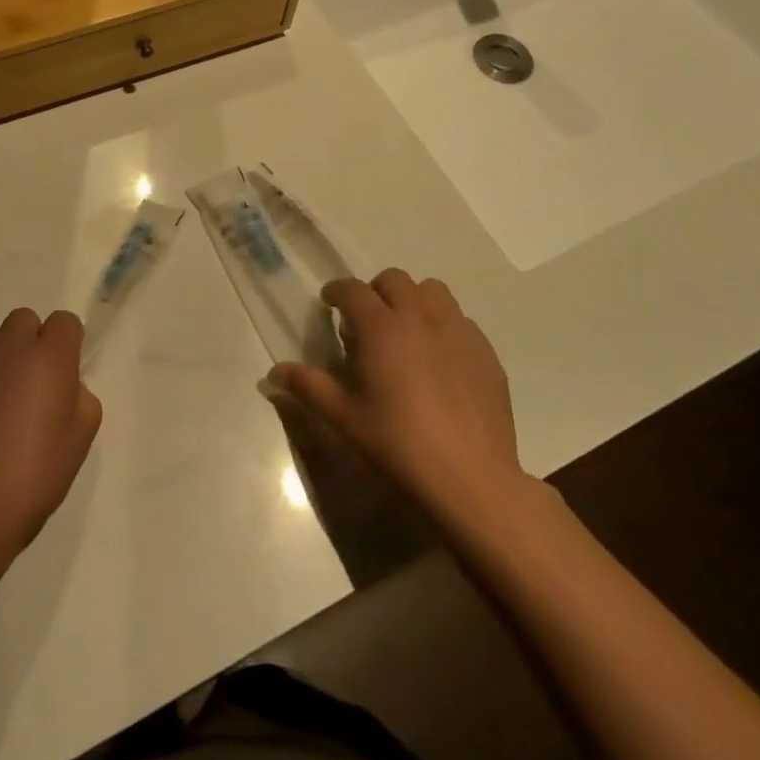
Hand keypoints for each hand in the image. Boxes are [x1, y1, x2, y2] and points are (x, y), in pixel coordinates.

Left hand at [0, 308, 101, 561]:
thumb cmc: (32, 477)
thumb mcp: (79, 442)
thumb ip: (79, 399)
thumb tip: (65, 387)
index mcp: (48, 356)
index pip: (64, 322)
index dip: (68, 344)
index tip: (65, 376)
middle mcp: (8, 347)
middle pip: (25, 321)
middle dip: (32, 344)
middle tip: (32, 389)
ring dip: (1, 364)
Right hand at [268, 270, 529, 527]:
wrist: (471, 479)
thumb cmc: (398, 444)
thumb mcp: (345, 417)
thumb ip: (308, 386)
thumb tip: (274, 372)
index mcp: (381, 326)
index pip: (352, 289)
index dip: (336, 291)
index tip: (329, 304)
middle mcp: (420, 316)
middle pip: (394, 280)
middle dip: (375, 292)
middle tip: (367, 322)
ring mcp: (458, 330)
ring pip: (432, 291)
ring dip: (414, 300)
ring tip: (407, 332)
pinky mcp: (486, 351)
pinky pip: (461, 320)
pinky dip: (444, 326)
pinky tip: (440, 360)